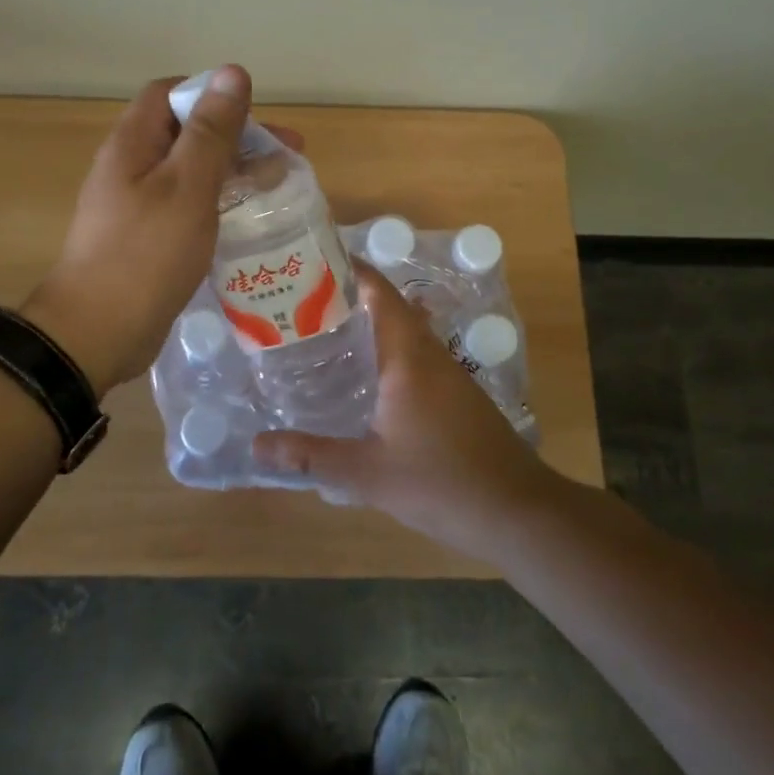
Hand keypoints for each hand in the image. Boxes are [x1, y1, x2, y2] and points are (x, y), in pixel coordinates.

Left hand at [25, 66, 299, 392]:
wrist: (98, 332)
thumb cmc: (145, 253)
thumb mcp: (186, 186)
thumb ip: (211, 131)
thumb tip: (231, 72)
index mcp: (133, 143)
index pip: (170, 93)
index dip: (213, 95)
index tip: (256, 117)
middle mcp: (131, 167)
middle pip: (186, 133)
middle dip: (237, 138)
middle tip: (288, 157)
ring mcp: (137, 206)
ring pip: (191, 173)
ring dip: (234, 173)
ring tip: (279, 189)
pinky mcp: (147, 240)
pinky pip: (188, 208)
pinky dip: (220, 206)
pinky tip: (249, 224)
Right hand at [251, 265, 562, 558]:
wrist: (516, 511)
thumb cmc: (440, 482)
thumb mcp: (367, 472)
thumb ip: (311, 456)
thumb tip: (257, 446)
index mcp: (409, 357)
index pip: (380, 293)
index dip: (351, 271)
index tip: (313, 263)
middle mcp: (431, 354)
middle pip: (391, 309)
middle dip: (350, 300)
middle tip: (302, 306)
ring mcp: (450, 375)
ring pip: (406, 334)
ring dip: (371, 328)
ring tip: (324, 337)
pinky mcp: (458, 396)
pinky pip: (417, 359)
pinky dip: (388, 355)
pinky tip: (365, 382)